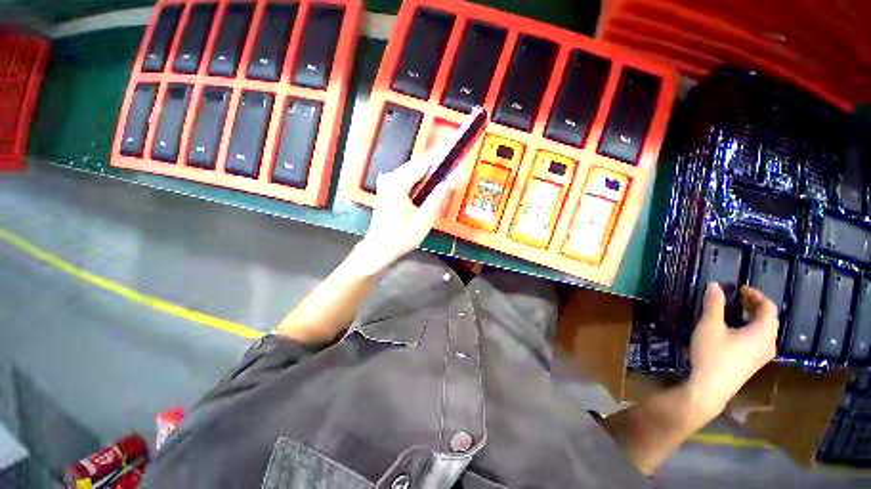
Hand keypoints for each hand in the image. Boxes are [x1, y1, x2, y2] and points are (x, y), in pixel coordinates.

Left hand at [354, 144, 459, 274]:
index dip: (440, 153)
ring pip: (412, 171)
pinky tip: (428, 182)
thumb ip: (439, 196)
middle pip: (417, 164)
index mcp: (398, 182)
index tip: (453, 145)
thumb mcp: (424, 218)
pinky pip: (406, 178)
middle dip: (435, 161)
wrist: (379, 248)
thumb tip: (454, 178)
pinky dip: (419, 178)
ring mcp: (386, 183)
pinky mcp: (387, 189)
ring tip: (444, 169)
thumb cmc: (401, 236)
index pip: (423, 162)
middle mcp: (390, 178)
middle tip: (452, 158)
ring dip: (428, 170)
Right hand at [685, 283, 778, 419]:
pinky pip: (760, 340)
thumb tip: (715, 285)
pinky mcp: (754, 363)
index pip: (768, 307)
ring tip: (736, 312)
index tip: (739, 289)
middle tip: (738, 298)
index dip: (756, 295)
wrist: (711, 388)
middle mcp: (768, 343)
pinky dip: (751, 329)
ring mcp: (762, 356)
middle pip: (769, 319)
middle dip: (755, 306)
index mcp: (763, 332)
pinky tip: (735, 332)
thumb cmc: (713, 354)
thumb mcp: (710, 326)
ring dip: (754, 318)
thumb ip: (714, 304)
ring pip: (765, 331)